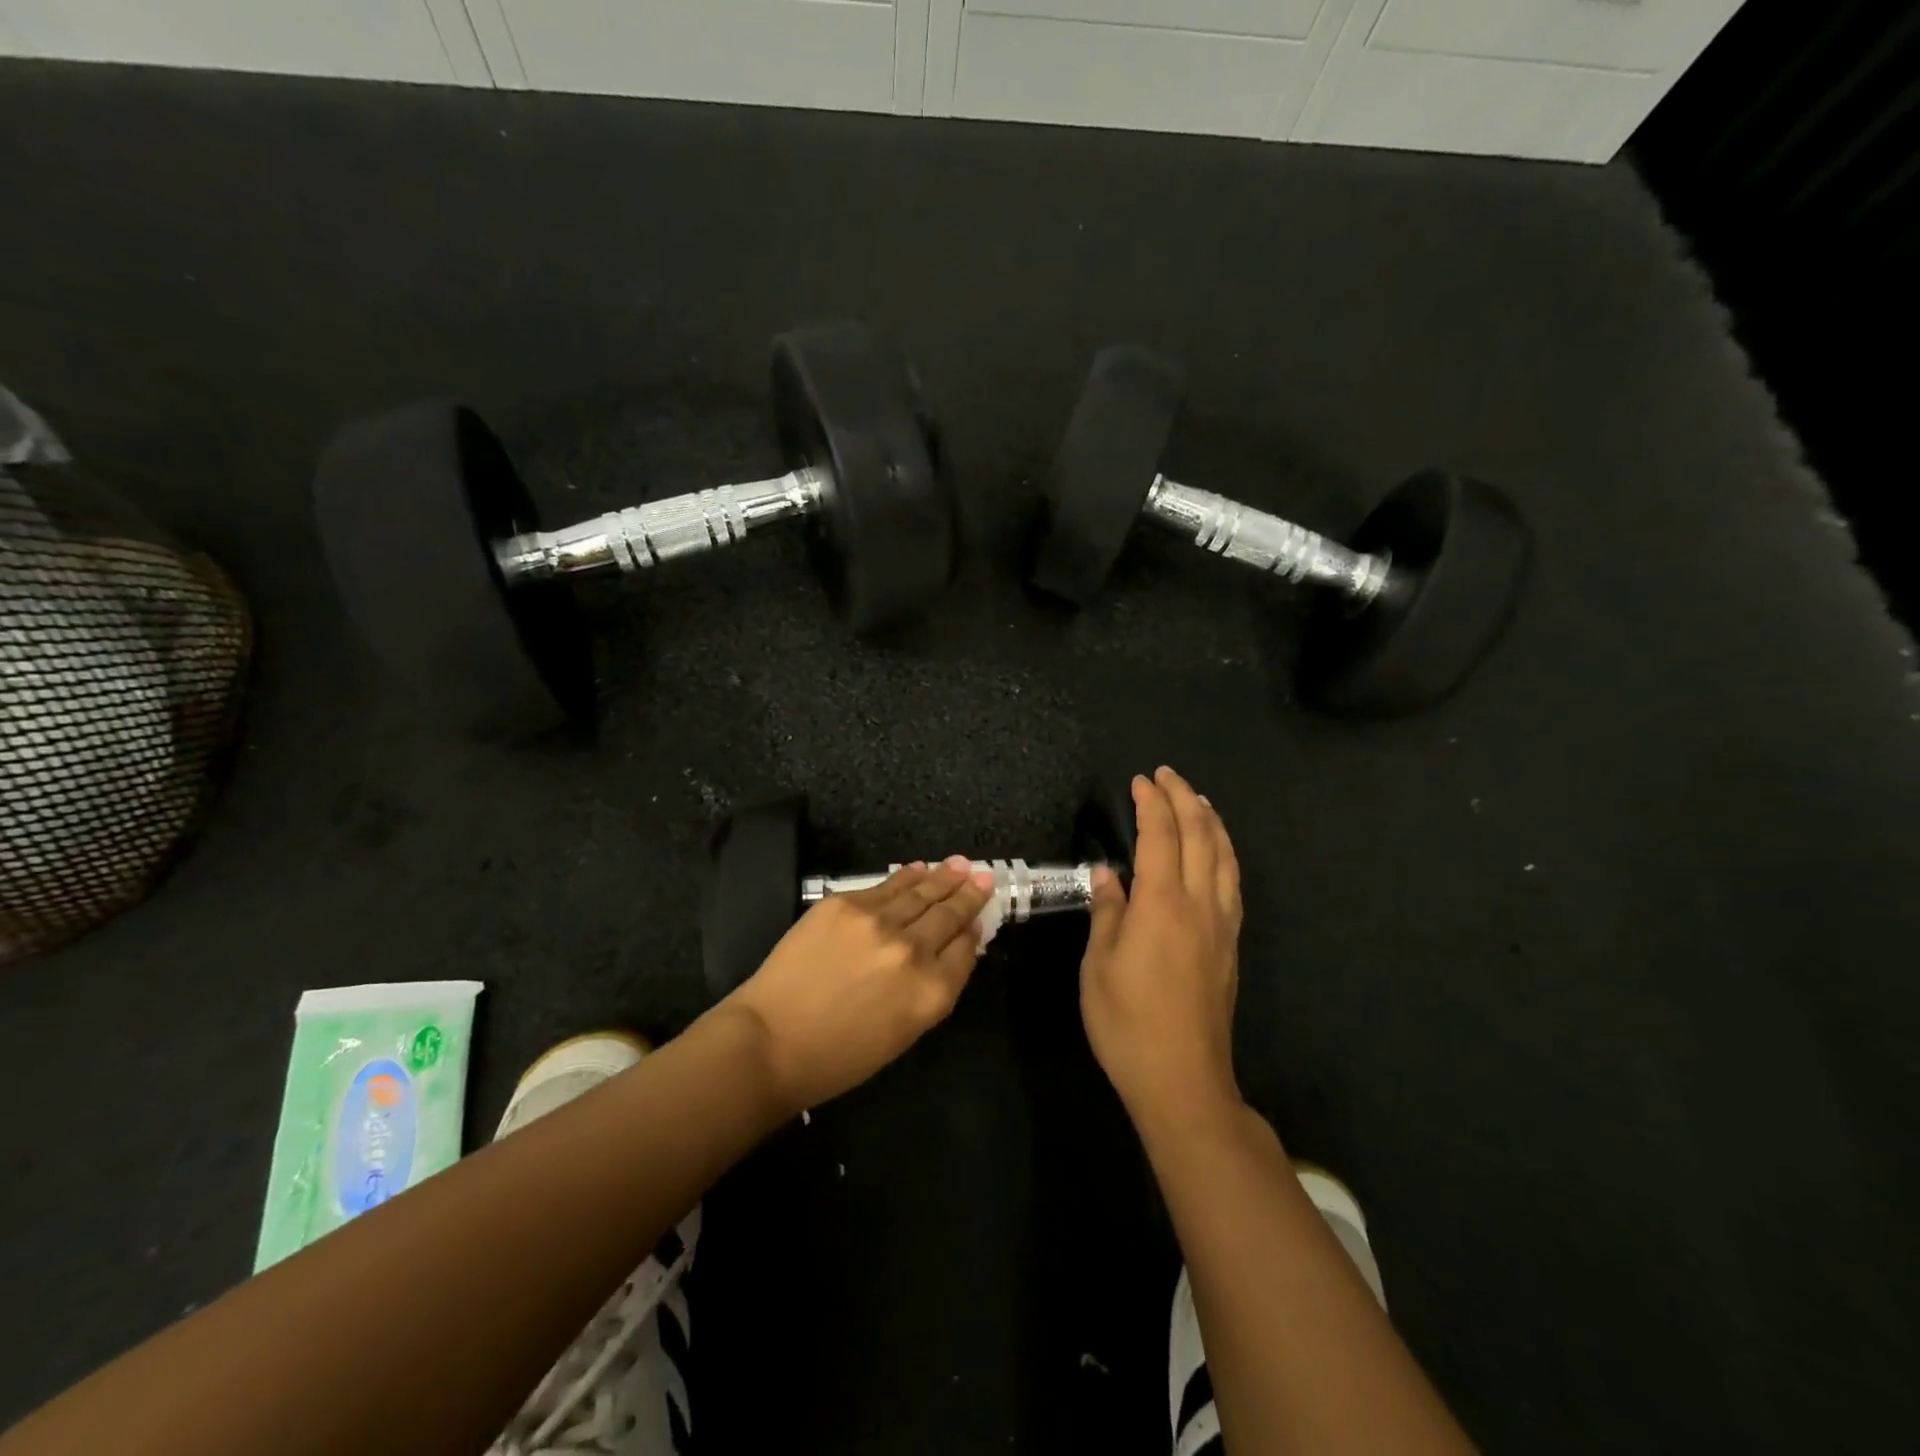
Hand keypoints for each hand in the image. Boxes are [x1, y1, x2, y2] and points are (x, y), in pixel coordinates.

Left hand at [725, 856, 995, 1112]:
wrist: (771, 1041)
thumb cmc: (839, 1056)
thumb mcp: (903, 1032)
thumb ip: (933, 988)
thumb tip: (952, 950)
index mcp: (932, 992)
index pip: (965, 949)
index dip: (974, 930)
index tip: (980, 916)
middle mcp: (913, 950)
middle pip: (949, 915)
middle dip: (969, 895)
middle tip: (985, 877)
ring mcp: (878, 922)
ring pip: (922, 892)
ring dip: (944, 877)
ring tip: (960, 864)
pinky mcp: (846, 904)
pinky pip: (886, 885)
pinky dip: (907, 876)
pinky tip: (919, 868)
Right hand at [1081, 766, 1243, 1129]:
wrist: (1183, 1079)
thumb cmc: (1127, 1023)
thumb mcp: (1099, 966)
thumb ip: (1108, 912)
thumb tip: (1110, 874)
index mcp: (1162, 905)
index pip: (1161, 836)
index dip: (1151, 804)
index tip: (1140, 781)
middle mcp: (1199, 904)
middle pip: (1199, 836)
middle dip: (1184, 799)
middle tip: (1167, 775)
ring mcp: (1221, 924)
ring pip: (1224, 856)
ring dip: (1211, 820)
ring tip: (1198, 799)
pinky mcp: (1230, 944)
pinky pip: (1232, 881)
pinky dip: (1224, 852)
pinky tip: (1218, 852)